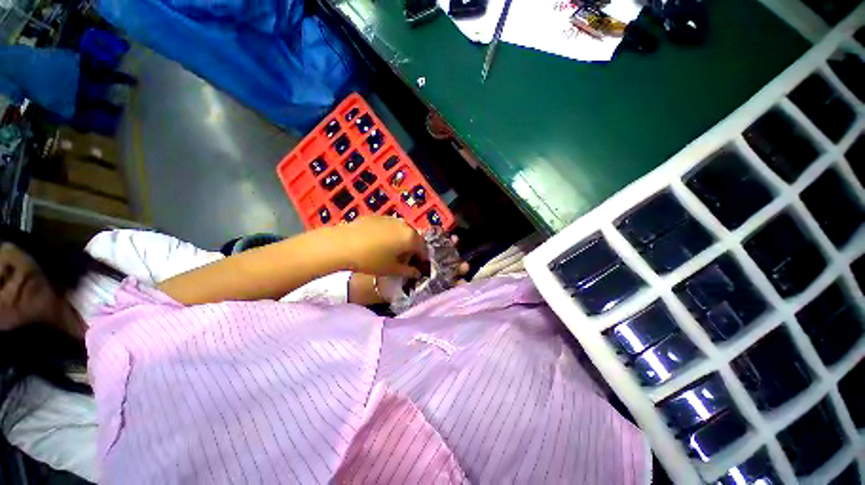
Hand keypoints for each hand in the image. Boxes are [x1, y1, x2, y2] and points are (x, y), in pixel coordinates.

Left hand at [336, 216, 427, 277]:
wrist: (343, 244)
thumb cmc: (371, 260)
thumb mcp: (391, 270)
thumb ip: (408, 272)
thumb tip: (416, 273)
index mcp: (410, 237)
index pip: (423, 248)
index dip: (422, 259)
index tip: (418, 266)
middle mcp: (404, 225)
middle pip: (414, 237)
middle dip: (412, 248)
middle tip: (405, 260)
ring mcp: (390, 218)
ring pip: (402, 230)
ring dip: (401, 240)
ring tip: (391, 251)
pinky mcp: (377, 216)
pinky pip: (389, 226)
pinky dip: (390, 234)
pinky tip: (378, 242)